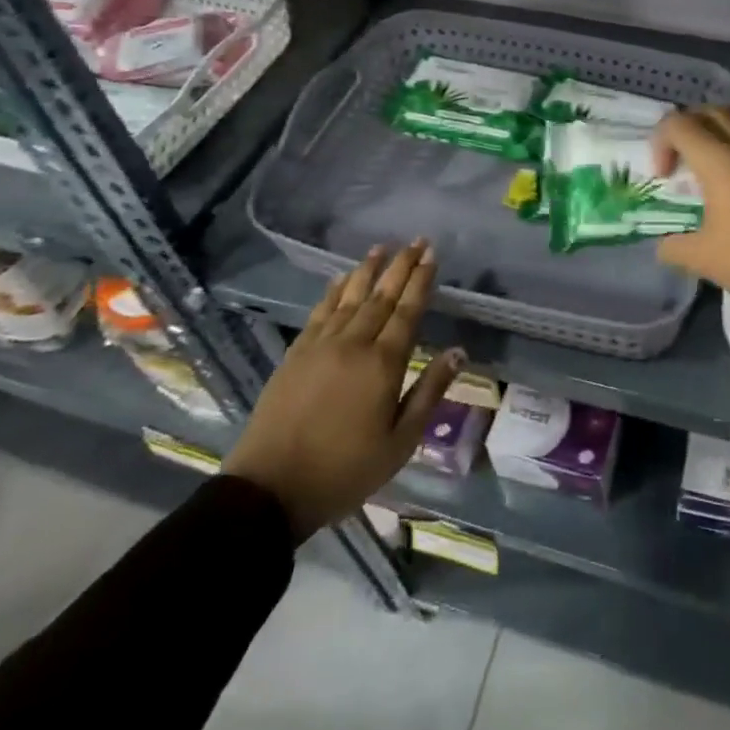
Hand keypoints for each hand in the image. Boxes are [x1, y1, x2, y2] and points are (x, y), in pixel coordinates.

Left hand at [223, 241, 462, 543]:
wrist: (270, 489)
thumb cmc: (345, 471)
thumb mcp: (400, 442)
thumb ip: (429, 392)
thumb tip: (458, 352)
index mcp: (383, 364)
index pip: (407, 311)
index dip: (421, 281)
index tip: (432, 255)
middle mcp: (353, 344)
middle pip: (381, 296)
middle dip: (401, 266)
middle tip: (416, 240)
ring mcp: (320, 345)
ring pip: (350, 297)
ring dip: (367, 270)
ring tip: (381, 248)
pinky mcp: (295, 354)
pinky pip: (319, 312)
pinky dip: (333, 292)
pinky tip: (341, 279)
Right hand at [653, 107, 729, 323]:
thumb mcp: (703, 259)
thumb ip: (674, 247)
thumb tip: (664, 245)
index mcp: (719, 162)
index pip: (679, 124)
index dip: (661, 142)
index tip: (664, 176)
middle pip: (713, 111)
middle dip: (690, 126)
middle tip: (684, 156)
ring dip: (728, 123)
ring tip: (722, 150)